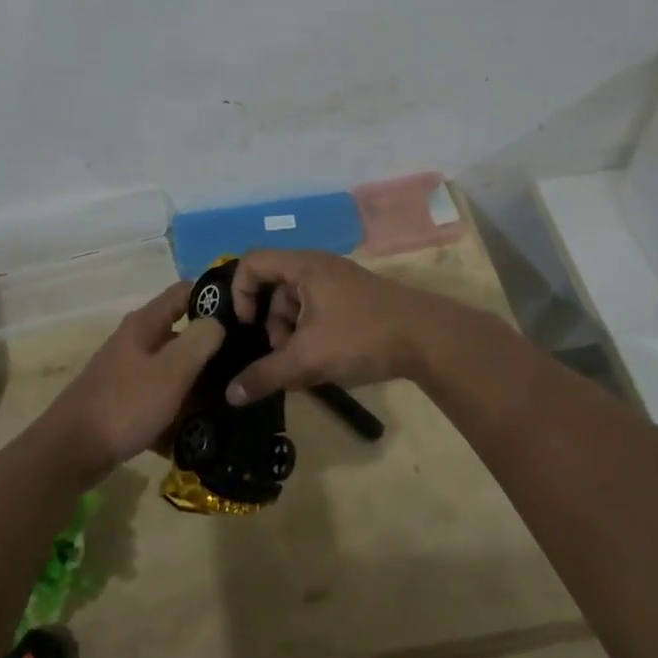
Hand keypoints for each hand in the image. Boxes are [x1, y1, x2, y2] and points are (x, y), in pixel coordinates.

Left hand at [41, 283, 224, 482]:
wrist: (70, 453)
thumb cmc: (125, 404)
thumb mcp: (171, 370)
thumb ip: (200, 341)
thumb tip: (218, 321)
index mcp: (145, 324)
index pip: (184, 292)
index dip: (213, 295)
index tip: (244, 312)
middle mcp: (135, 341)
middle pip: (180, 333)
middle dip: (210, 347)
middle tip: (243, 363)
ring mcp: (127, 373)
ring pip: (172, 370)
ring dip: (197, 383)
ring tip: (229, 399)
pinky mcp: (123, 402)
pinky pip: (159, 399)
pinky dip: (177, 411)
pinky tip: (196, 431)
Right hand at [224, 250, 501, 404]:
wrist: (427, 338)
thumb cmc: (361, 336)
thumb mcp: (308, 359)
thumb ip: (266, 375)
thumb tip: (230, 395)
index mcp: (304, 266)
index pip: (252, 262)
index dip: (240, 292)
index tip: (246, 326)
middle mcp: (319, 266)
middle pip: (274, 286)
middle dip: (271, 323)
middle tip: (281, 354)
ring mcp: (339, 282)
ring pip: (298, 302)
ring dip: (292, 333)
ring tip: (305, 365)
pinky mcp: (355, 299)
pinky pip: (318, 310)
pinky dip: (312, 333)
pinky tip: (324, 362)